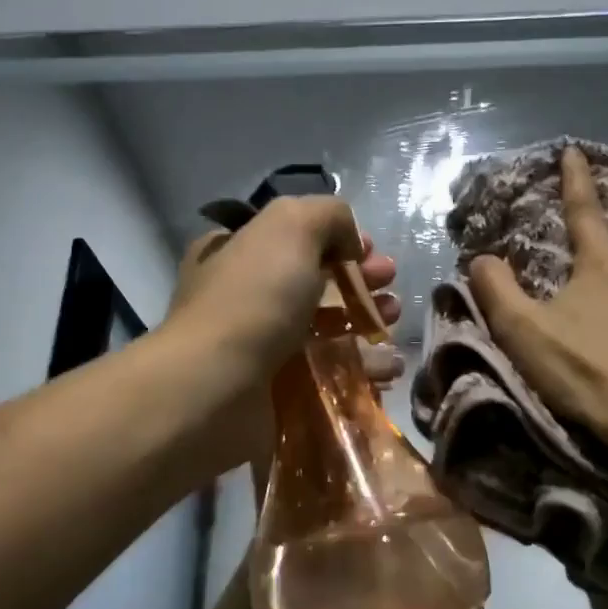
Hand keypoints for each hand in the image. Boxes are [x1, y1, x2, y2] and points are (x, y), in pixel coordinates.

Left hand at [168, 207, 401, 477]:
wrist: (216, 388)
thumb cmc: (253, 299)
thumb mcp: (291, 226)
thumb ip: (327, 216)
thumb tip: (349, 241)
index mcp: (237, 252)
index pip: (295, 239)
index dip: (339, 241)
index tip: (372, 252)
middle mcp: (245, 298)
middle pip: (315, 285)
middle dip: (360, 284)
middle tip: (390, 290)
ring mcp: (259, 349)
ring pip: (325, 332)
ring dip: (365, 325)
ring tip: (391, 326)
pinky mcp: (276, 392)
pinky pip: (327, 377)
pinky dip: (361, 371)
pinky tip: (387, 370)